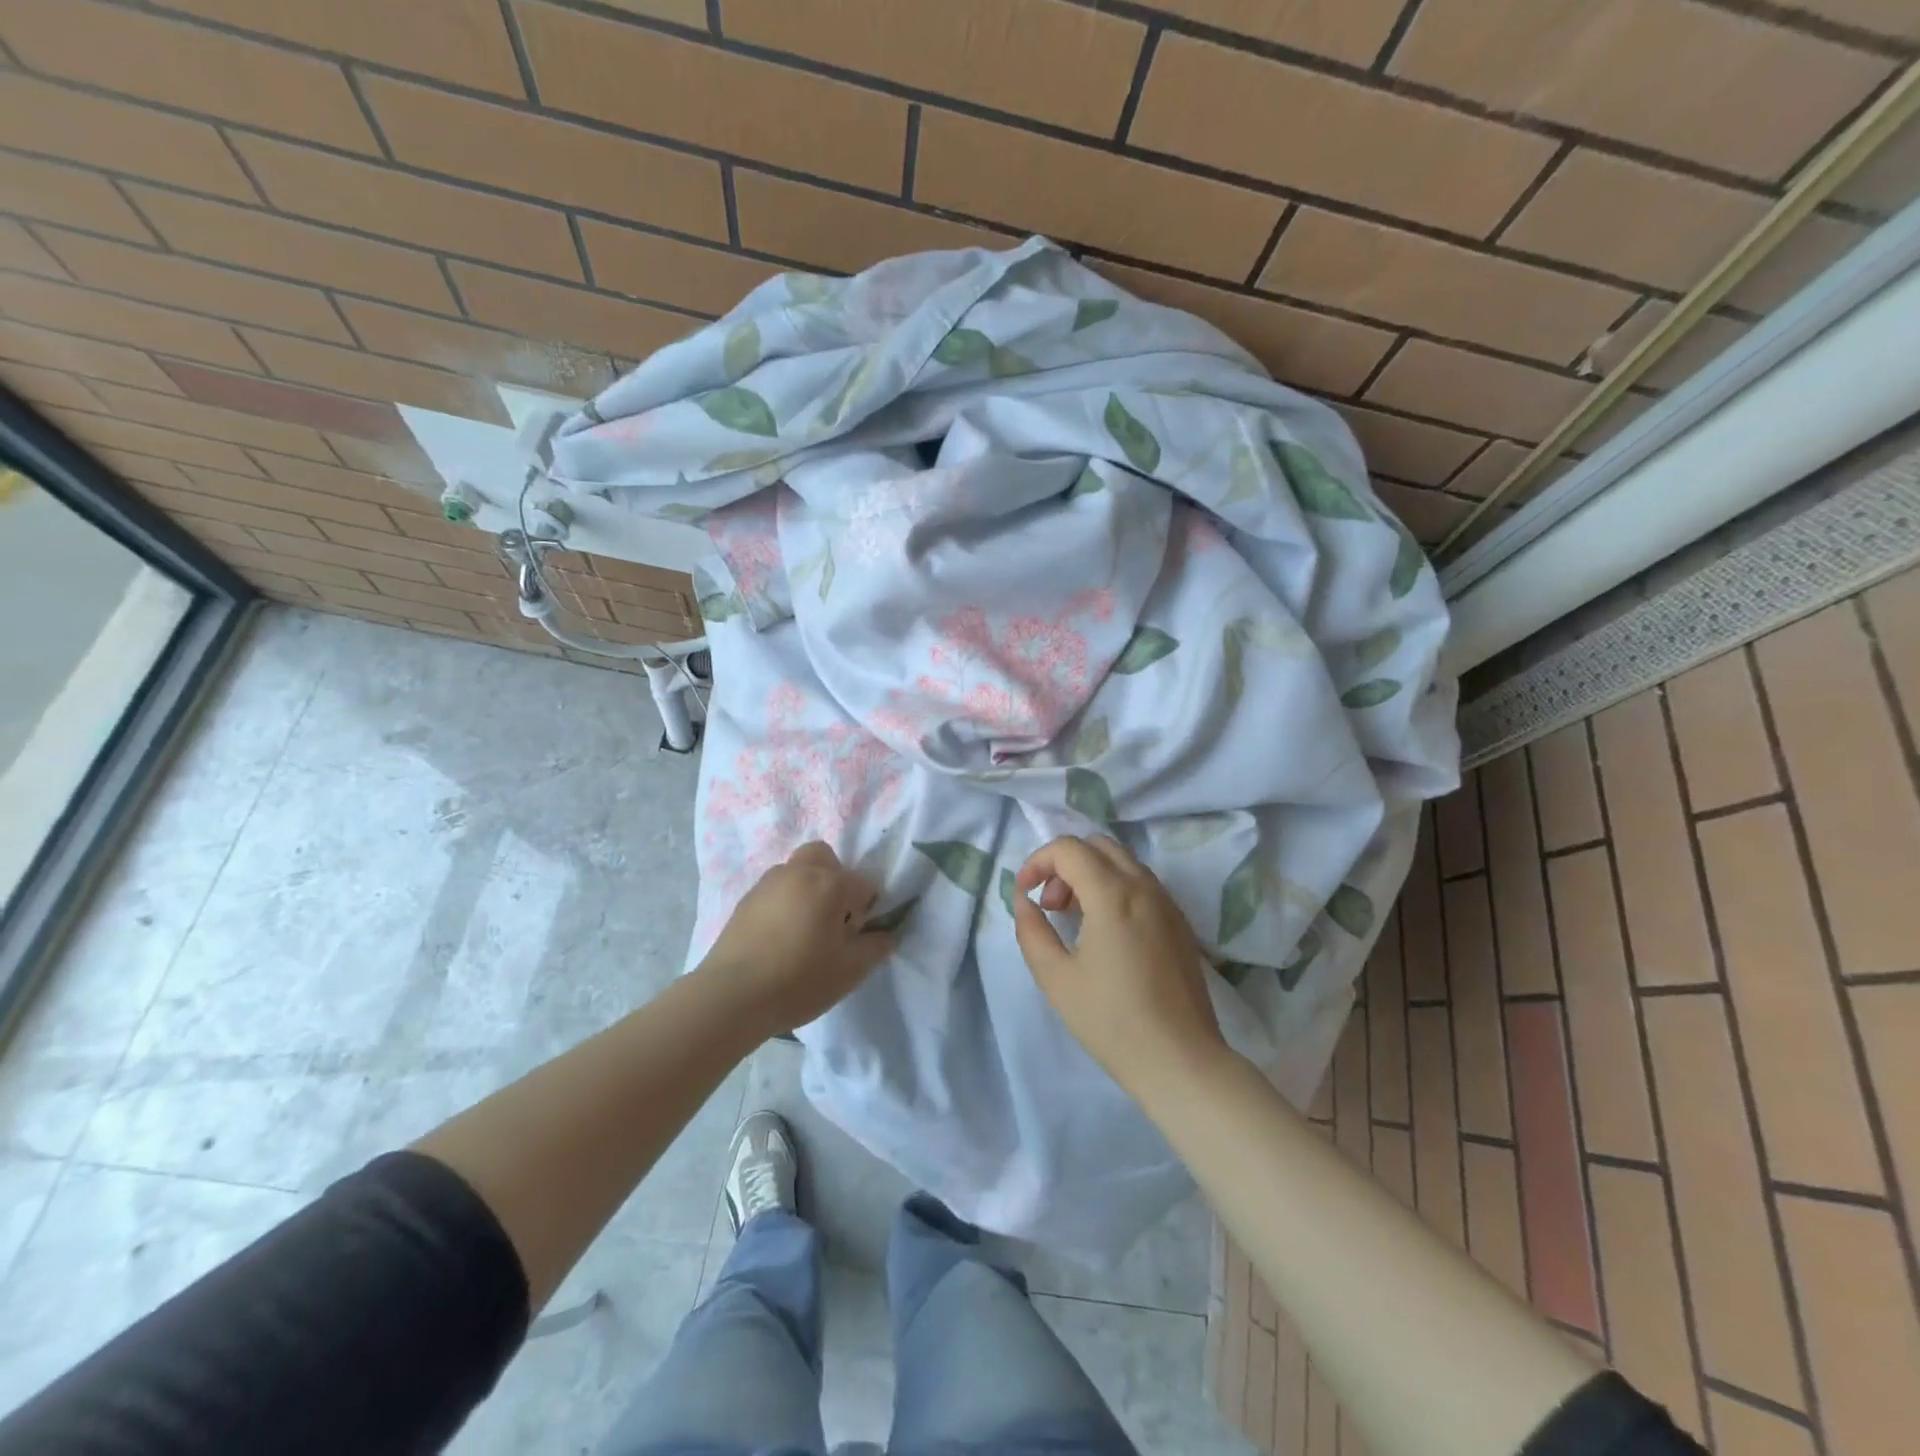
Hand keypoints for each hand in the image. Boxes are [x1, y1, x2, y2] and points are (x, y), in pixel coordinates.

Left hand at [699, 842, 894, 1037]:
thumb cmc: (799, 981)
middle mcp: (799, 872)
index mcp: (830, 884)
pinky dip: (784, 902)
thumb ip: (875, 948)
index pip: (863, 884)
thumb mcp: (849, 971)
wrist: (731, 997)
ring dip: (807, 888)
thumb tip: (886, 935)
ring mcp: (767, 883)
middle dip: (835, 878)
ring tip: (804, 929)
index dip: (866, 910)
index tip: (856, 936)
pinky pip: (775, 890)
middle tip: (833, 916)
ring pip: (796, 870)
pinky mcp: (745, 900)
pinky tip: (779, 937)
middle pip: (824, 857)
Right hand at [1012, 835, 1231, 1103]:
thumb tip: (1024, 900)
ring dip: (1090, 873)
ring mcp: (1167, 902)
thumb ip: (1031, 930)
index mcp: (1113, 894)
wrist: (1180, 1060)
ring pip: (1122, 861)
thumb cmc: (1111, 1021)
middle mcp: (1144, 886)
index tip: (1025, 894)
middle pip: (1097, 845)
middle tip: (1050, 904)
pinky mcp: (1179, 922)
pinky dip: (1115, 887)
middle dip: (1065, 863)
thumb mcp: (1056, 977)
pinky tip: (1105, 930)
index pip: (1068, 848)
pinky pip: (1142, 883)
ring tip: (1074, 917)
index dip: (1037, 862)